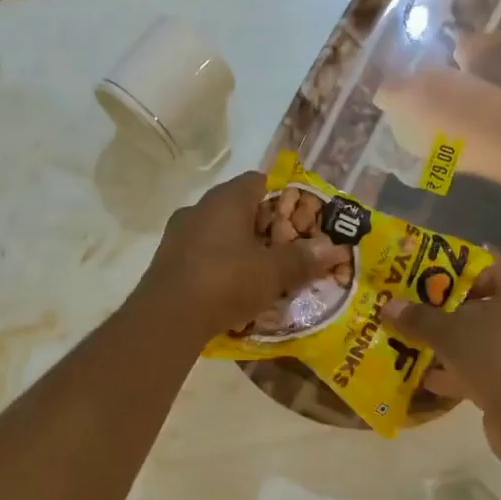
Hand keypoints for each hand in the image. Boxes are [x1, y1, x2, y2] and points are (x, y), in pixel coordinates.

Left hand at [138, 172, 349, 339]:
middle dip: (262, 228)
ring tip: (260, 273)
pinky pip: (201, 256)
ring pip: (218, 234)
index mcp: (226, 199)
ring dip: (238, 249)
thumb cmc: (226, 282)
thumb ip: (302, 259)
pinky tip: (231, 290)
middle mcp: (198, 209)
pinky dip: (219, 267)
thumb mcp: (273, 273)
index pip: (258, 181)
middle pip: (238, 209)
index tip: (298, 221)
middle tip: (285, 250)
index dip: (282, 198)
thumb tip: (333, 248)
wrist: (168, 318)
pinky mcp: (167, 263)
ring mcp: (178, 235)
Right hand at [382, 258, 500, 467]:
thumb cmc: (498, 357)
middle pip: (478, 306)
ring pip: (476, 341)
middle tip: (406, 309)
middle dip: (441, 310)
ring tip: (405, 343)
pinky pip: (478, 371)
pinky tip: (421, 379)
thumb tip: (388, 306)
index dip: (455, 268)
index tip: (421, 275)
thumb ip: (419, 319)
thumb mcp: (451, 333)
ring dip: (444, 345)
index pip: (488, 266)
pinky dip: (453, 374)